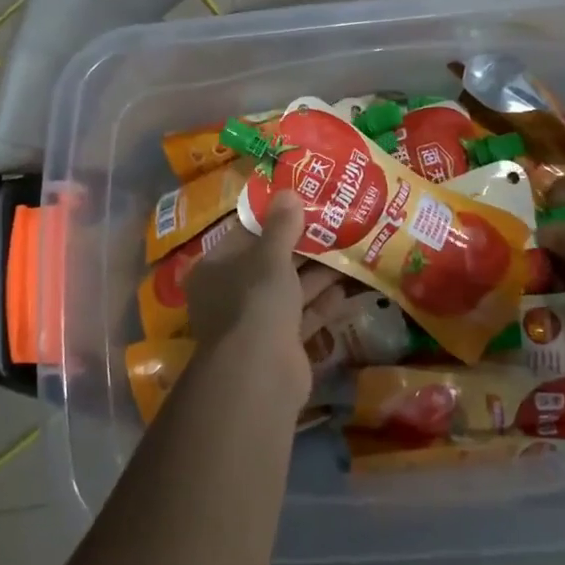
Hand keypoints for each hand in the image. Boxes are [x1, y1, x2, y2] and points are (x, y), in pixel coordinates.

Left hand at [185, 193, 352, 414]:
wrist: (260, 373)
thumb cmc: (256, 301)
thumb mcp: (269, 256)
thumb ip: (281, 225)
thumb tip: (288, 191)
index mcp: (216, 267)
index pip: (245, 234)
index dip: (273, 218)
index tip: (302, 203)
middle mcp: (230, 293)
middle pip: (269, 263)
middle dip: (301, 247)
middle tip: (334, 224)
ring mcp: (254, 322)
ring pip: (288, 290)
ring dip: (316, 274)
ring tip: (348, 251)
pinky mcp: (279, 345)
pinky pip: (302, 317)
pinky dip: (321, 304)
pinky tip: (346, 289)